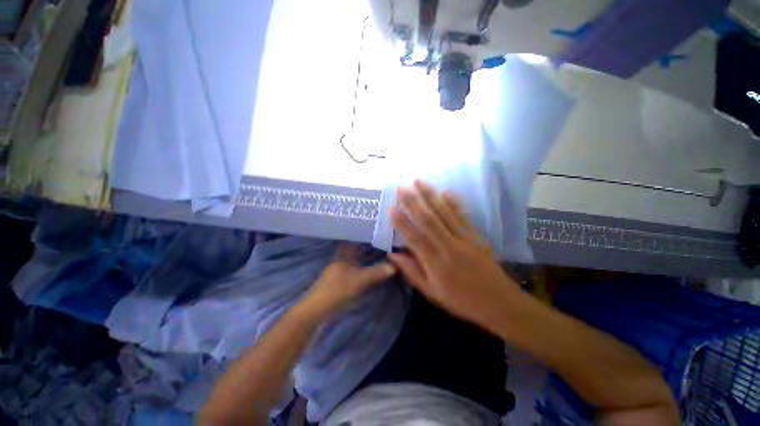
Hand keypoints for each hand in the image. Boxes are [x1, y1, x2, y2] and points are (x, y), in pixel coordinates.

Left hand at [302, 243, 395, 317]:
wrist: (317, 310)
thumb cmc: (338, 290)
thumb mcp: (360, 281)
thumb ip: (377, 272)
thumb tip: (395, 266)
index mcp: (342, 256)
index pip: (349, 240)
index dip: (357, 234)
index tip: (369, 229)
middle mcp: (338, 260)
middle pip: (350, 248)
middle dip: (361, 244)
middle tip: (375, 239)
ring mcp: (336, 271)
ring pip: (349, 259)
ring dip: (359, 255)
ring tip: (372, 251)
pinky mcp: (335, 281)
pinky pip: (349, 268)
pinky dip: (356, 266)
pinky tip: (363, 268)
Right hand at [388, 181, 520, 331]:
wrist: (499, 303)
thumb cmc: (461, 300)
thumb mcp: (431, 292)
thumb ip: (412, 271)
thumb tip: (393, 255)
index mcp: (434, 263)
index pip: (414, 238)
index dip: (401, 222)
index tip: (391, 208)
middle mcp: (447, 246)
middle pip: (428, 220)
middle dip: (413, 202)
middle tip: (401, 188)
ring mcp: (463, 238)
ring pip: (444, 213)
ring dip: (430, 196)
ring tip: (419, 182)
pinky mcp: (475, 235)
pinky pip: (463, 216)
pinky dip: (454, 203)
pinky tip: (446, 191)